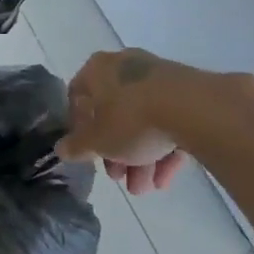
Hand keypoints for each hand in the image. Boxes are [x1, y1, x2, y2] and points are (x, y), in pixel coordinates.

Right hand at [56, 49, 192, 194]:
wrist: (193, 108)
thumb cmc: (131, 120)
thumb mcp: (98, 141)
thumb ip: (77, 146)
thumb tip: (60, 149)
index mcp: (97, 69)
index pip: (78, 97)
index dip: (79, 129)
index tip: (87, 153)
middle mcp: (125, 66)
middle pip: (113, 113)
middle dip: (116, 151)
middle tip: (119, 177)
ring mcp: (158, 76)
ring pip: (143, 120)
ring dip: (141, 157)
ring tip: (145, 187)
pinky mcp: (187, 91)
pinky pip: (168, 121)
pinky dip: (164, 149)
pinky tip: (165, 179)